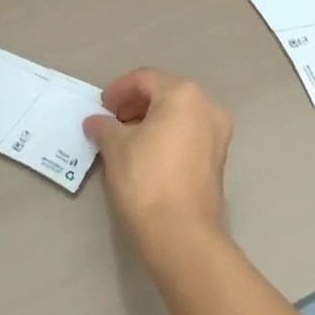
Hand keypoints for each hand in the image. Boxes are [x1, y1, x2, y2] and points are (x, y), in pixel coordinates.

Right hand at [85, 69, 232, 267]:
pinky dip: (166, 137)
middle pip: (164, 94)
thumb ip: (104, 126)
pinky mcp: (218, 160)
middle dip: (135, 105)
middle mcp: (207, 107)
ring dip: (150, 121)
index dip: (118, 90)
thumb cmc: (146, 179)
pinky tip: (145, 154)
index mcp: (183, 94)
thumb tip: (96, 122)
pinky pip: (188, 135)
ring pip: (178, 115)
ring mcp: (217, 134)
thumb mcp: (115, 147)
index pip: (144, 80)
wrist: (181, 235)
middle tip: (111, 121)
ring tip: (125, 139)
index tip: (101, 107)